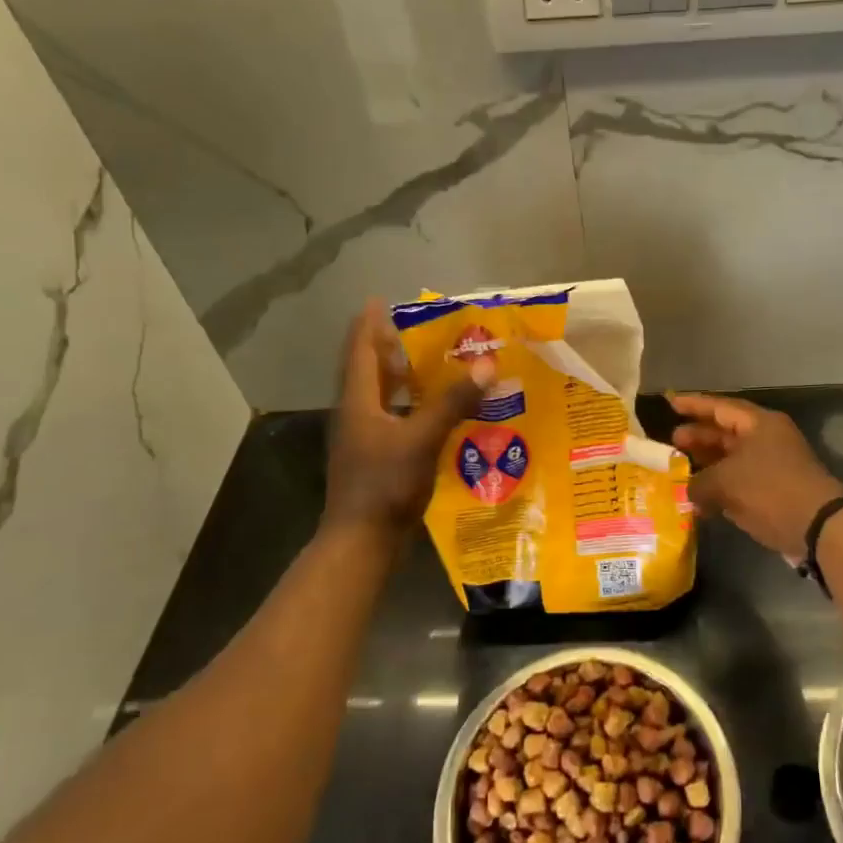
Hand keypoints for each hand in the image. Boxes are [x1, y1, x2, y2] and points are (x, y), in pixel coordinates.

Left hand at [326, 301, 492, 533]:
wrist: (361, 542)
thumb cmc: (384, 485)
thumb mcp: (422, 439)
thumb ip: (453, 402)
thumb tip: (485, 365)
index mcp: (358, 402)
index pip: (360, 351)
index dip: (368, 324)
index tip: (379, 300)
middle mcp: (357, 415)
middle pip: (369, 371)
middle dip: (389, 347)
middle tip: (416, 329)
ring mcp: (365, 439)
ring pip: (382, 396)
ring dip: (402, 377)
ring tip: (431, 363)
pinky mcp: (377, 459)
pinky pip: (395, 419)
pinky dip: (412, 406)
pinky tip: (438, 411)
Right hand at [670, 393, 842, 558]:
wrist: (817, 527)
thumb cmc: (770, 490)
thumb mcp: (726, 482)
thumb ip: (698, 482)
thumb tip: (687, 490)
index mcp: (759, 424)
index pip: (720, 407)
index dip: (693, 405)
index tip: (670, 403)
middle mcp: (767, 439)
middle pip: (726, 433)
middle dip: (699, 437)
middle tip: (672, 442)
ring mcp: (773, 466)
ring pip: (732, 460)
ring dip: (707, 466)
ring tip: (680, 471)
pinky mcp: (775, 491)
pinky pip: (741, 483)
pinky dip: (721, 489)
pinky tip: (700, 502)